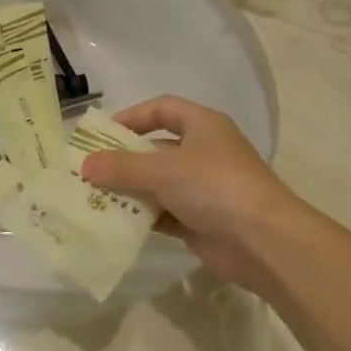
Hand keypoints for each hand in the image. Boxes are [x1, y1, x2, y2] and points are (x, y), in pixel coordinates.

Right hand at [79, 95, 315, 290]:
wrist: (264, 242)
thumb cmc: (215, 187)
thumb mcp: (163, 170)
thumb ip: (122, 166)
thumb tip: (85, 165)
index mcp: (203, 126)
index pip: (162, 108)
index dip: (132, 116)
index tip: (102, 133)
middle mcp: (204, 152)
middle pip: (155, 149)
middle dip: (123, 159)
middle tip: (89, 170)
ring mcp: (203, 188)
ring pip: (157, 183)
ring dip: (129, 190)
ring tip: (93, 198)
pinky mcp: (200, 221)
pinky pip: (163, 213)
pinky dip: (141, 217)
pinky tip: (115, 223)